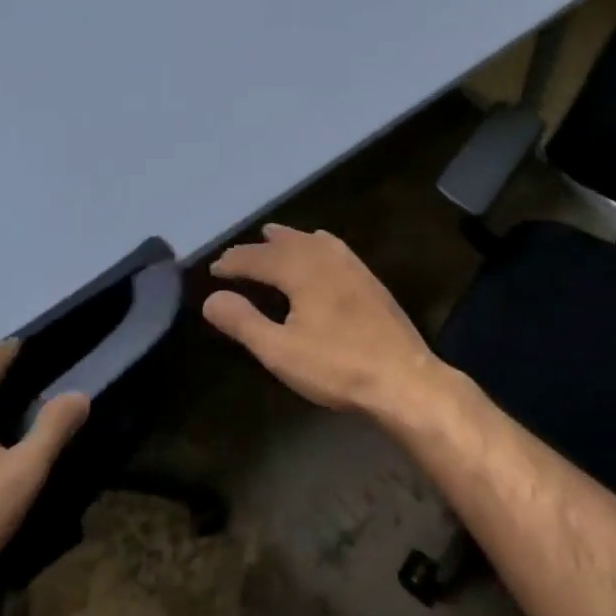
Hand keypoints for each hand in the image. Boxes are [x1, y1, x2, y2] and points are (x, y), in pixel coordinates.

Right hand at [204, 224, 446, 415]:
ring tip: (274, 236)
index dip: (234, 262)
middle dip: (259, 248)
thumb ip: (243, 322)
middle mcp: (326, 258)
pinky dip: (316, 244)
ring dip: (289, 239)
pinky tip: (321, 252)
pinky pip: (335, 248)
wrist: (403, 378)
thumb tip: (211, 298)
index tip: (214, 269)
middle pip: (286, 244)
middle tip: (237, 255)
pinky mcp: (370, 280)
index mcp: (302, 271)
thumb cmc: (337, 366)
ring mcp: (353, 266)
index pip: (258, 258)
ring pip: (313, 241)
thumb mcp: (280, 350)